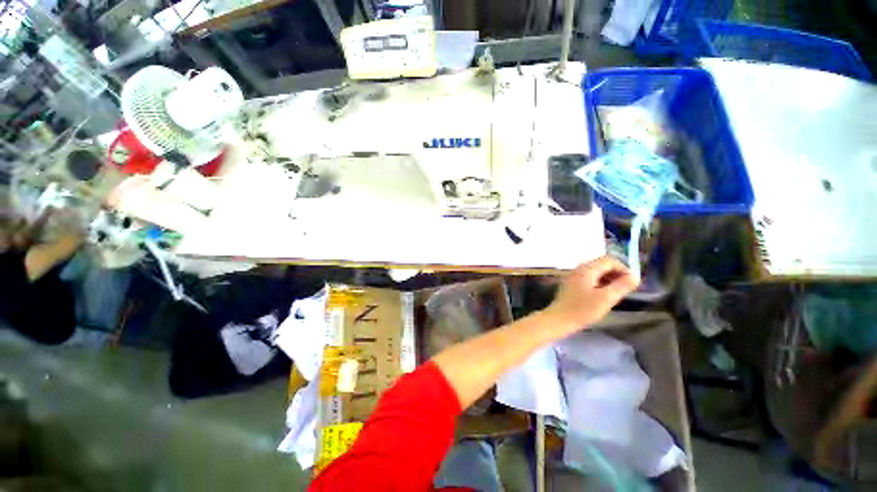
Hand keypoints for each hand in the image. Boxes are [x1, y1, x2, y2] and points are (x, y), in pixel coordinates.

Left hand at [543, 256, 638, 330]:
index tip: (632, 283)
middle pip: (602, 264)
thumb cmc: (583, 309)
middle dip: (616, 274)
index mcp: (586, 269)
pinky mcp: (571, 284)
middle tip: (626, 288)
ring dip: (609, 279)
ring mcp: (573, 276)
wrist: (559, 319)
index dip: (624, 268)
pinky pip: (589, 278)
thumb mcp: (606, 298)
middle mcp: (578, 269)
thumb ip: (621, 286)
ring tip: (617, 293)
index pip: (609, 260)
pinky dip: (599, 283)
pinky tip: (603, 295)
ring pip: (596, 272)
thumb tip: (635, 276)